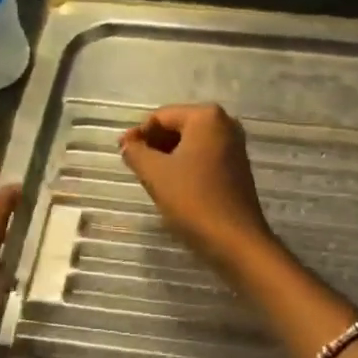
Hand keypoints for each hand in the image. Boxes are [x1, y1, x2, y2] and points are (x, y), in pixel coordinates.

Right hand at [119, 104, 275, 265]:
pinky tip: (170, 184)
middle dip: (153, 144)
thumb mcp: (155, 173)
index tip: (121, 152)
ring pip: (189, 143)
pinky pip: (202, 156)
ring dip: (167, 155)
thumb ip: (135, 152)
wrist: (235, 240)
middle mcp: (224, 123)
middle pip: (177, 126)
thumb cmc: (193, 199)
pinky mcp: (236, 166)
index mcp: (206, 116)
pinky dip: (184, 165)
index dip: (138, 133)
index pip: (161, 117)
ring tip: (148, 176)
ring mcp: (234, 145)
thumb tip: (127, 143)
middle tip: (132, 164)